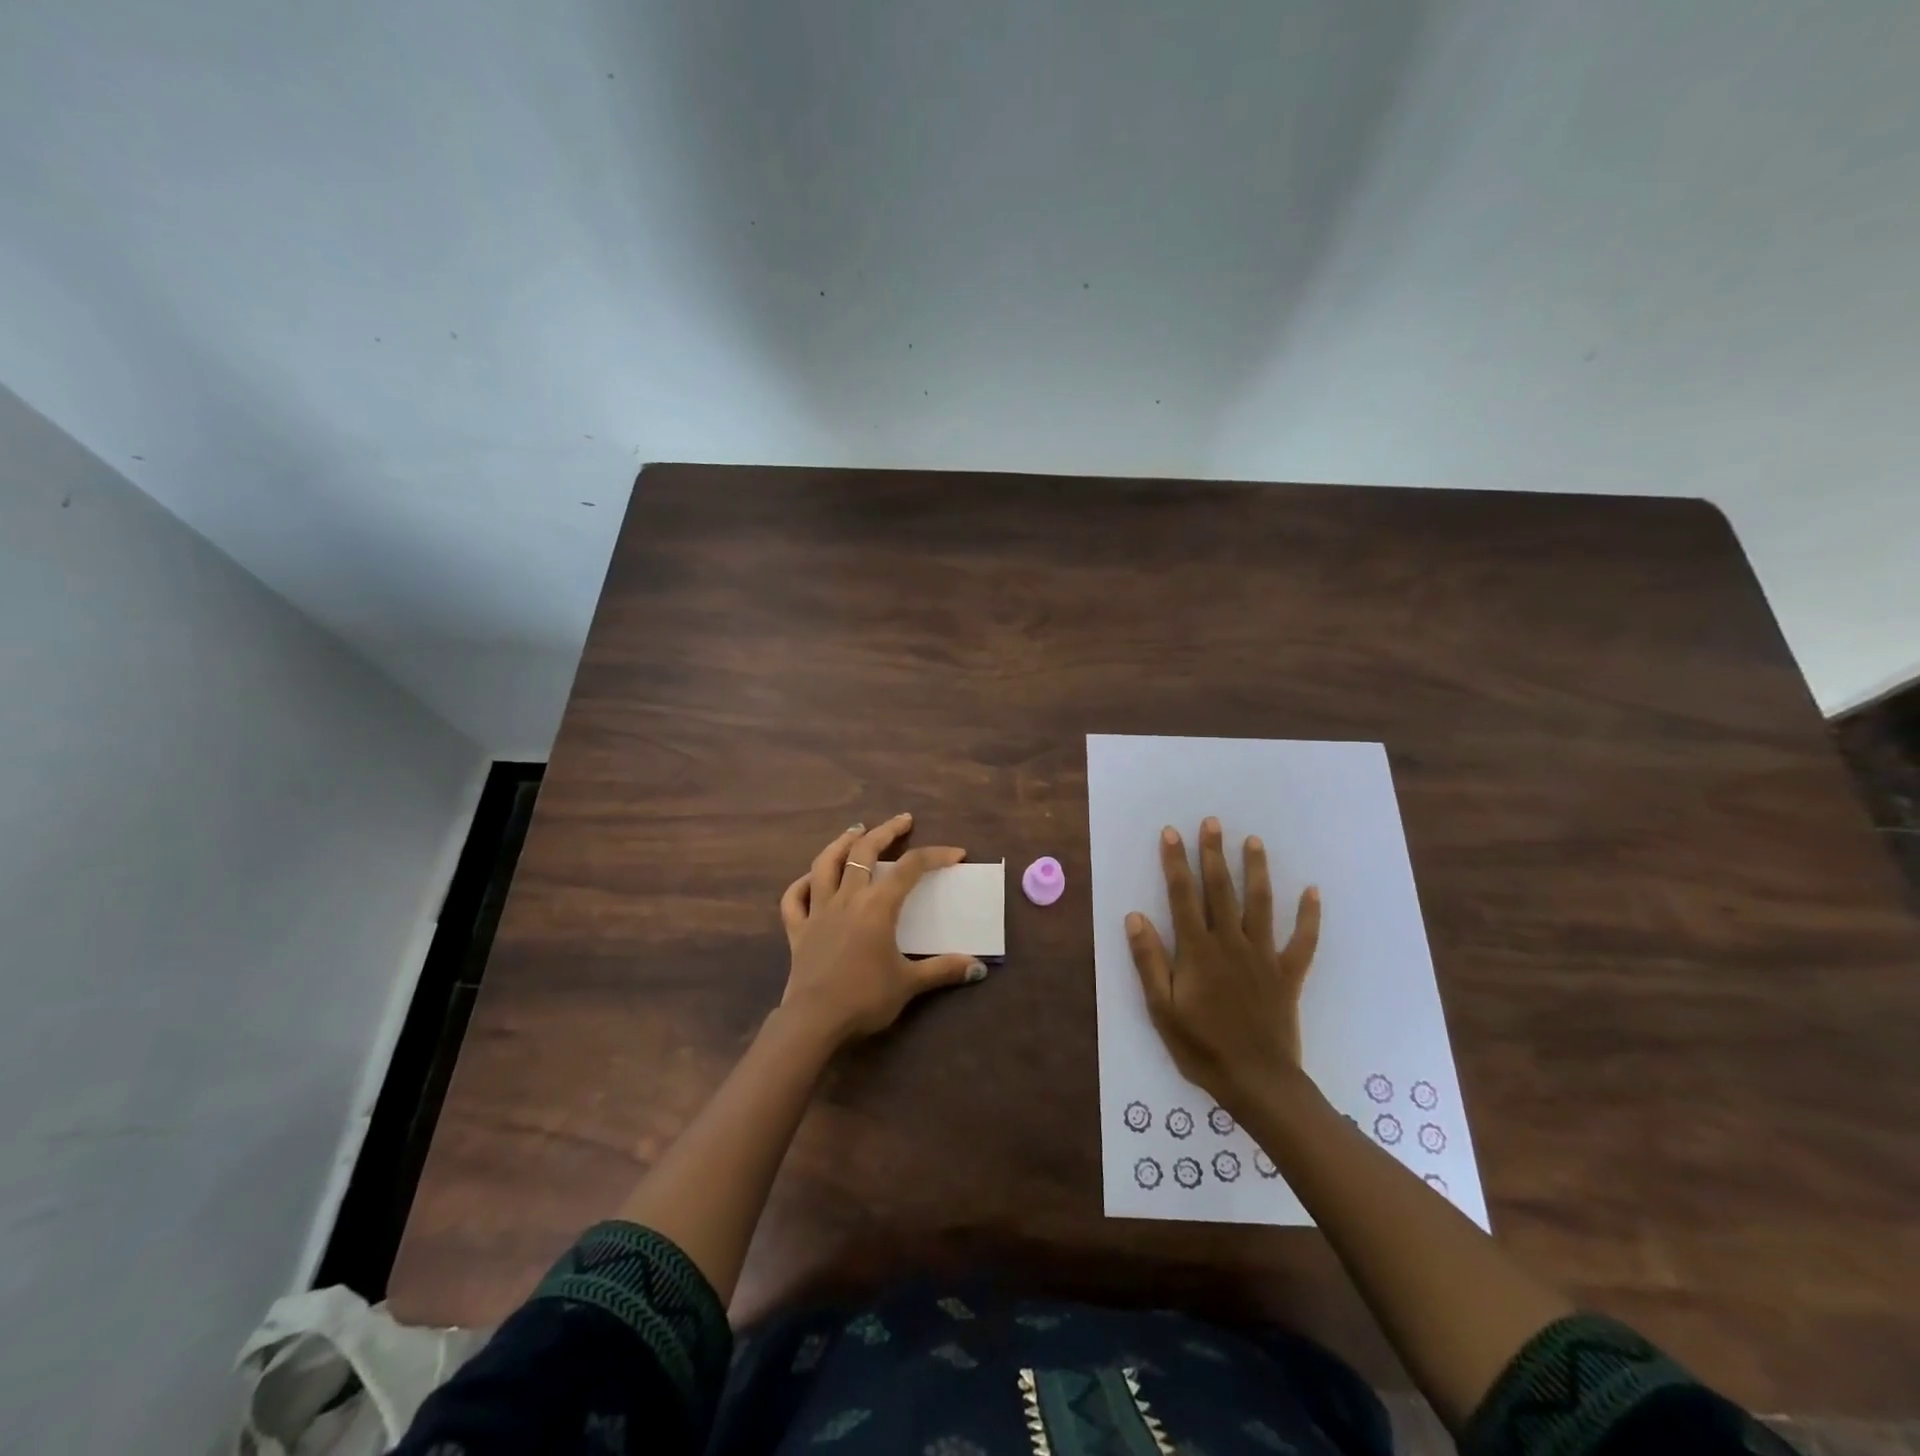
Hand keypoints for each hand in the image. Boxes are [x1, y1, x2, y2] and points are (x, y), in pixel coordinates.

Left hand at [777, 813, 987, 1047]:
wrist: (814, 1020)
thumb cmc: (865, 998)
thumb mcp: (909, 984)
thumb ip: (943, 970)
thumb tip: (978, 967)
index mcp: (877, 906)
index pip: (911, 868)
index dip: (935, 855)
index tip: (956, 854)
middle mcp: (847, 898)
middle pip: (864, 852)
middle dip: (886, 831)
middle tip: (902, 820)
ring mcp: (818, 911)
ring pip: (825, 864)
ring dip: (841, 843)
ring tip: (855, 830)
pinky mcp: (797, 929)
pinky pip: (794, 899)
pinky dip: (801, 884)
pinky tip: (811, 879)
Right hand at [1126, 817, 1321, 1113]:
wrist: (1257, 1083)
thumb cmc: (1201, 1047)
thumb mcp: (1161, 1008)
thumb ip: (1149, 961)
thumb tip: (1135, 917)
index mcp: (1198, 951)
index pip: (1183, 896)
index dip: (1176, 862)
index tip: (1172, 833)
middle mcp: (1231, 943)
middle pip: (1221, 890)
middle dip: (1214, 854)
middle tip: (1213, 822)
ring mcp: (1263, 956)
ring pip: (1260, 904)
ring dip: (1256, 870)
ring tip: (1253, 841)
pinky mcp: (1288, 974)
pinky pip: (1302, 940)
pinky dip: (1309, 916)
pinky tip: (1313, 891)